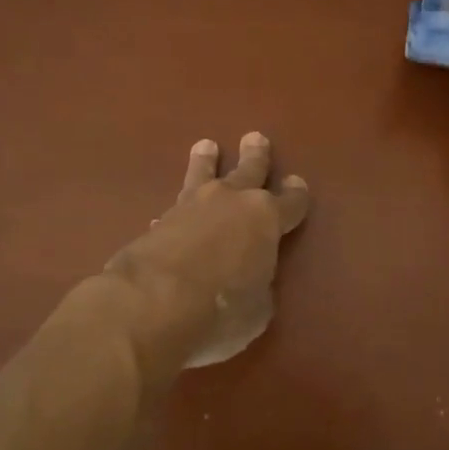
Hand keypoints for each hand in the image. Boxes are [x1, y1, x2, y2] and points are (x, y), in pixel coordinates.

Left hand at [104, 133, 309, 372]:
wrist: (151, 304)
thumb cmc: (220, 310)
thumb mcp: (257, 310)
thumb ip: (259, 287)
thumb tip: (251, 281)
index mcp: (266, 218)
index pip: (290, 202)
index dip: (296, 195)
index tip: (297, 185)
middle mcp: (231, 201)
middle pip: (248, 170)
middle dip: (255, 156)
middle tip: (255, 138)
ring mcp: (192, 206)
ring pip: (204, 174)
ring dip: (207, 161)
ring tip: (206, 146)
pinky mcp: (159, 220)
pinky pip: (175, 207)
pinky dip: (177, 210)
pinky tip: (169, 213)